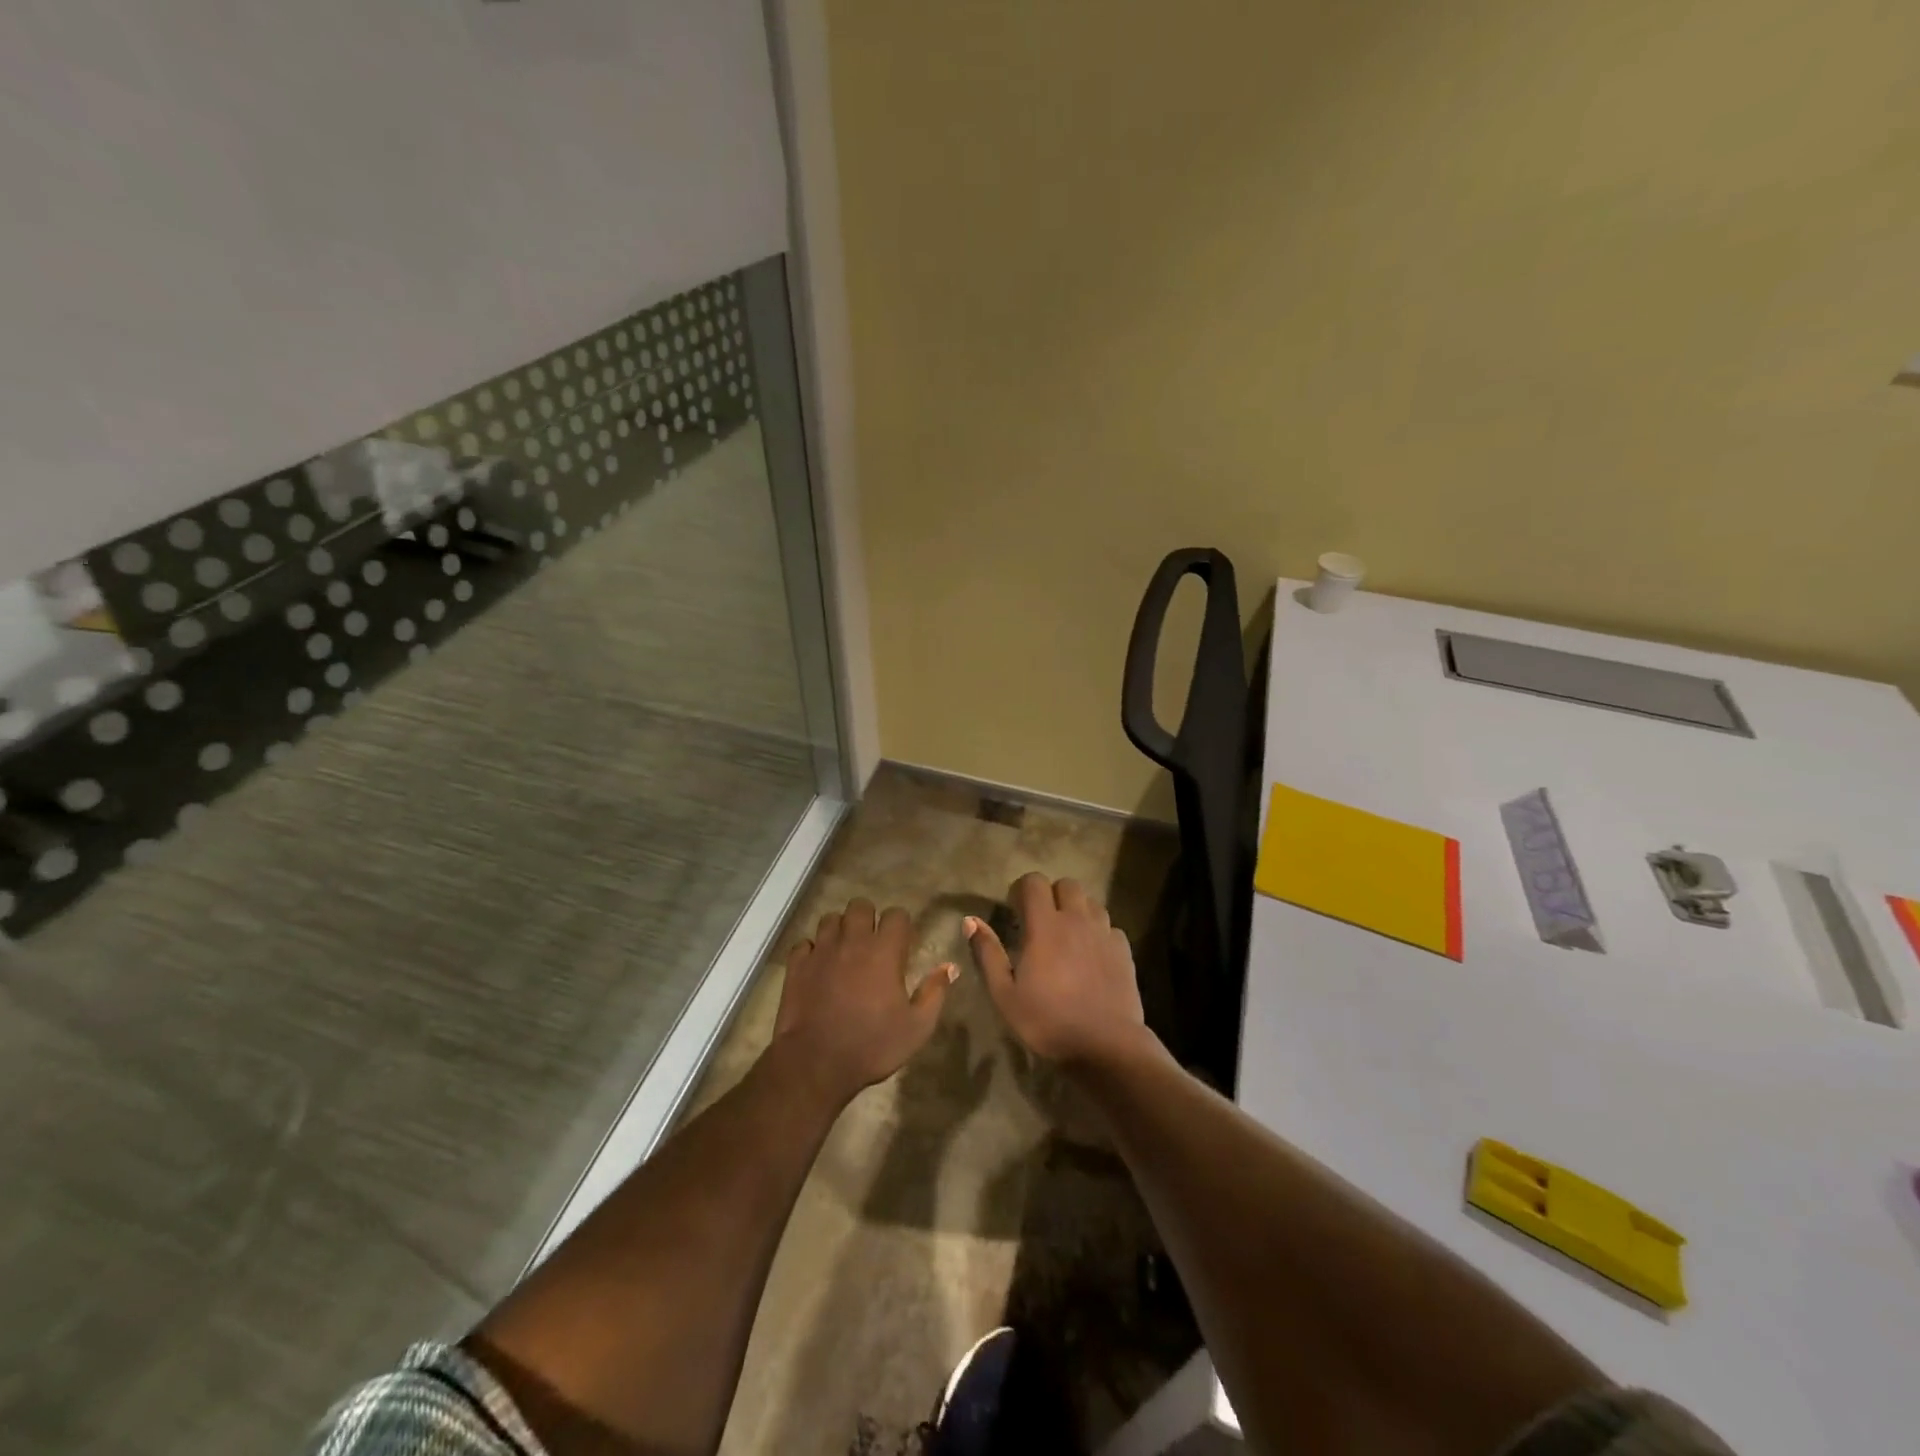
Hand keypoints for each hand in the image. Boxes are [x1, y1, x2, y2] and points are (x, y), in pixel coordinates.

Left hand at [772, 898, 954, 1104]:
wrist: (816, 1063)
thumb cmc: (872, 1045)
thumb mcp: (917, 1027)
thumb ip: (934, 993)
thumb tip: (950, 967)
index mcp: (884, 951)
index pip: (896, 915)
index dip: (901, 925)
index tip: (902, 943)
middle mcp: (852, 941)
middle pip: (860, 906)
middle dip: (868, 918)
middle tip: (872, 943)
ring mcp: (821, 951)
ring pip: (830, 919)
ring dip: (840, 930)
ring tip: (845, 952)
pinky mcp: (797, 965)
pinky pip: (804, 944)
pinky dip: (812, 951)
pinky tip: (818, 967)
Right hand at [966, 873, 1156, 1070]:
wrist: (1106, 1046)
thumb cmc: (1048, 1021)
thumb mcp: (1005, 994)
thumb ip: (988, 953)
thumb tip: (970, 920)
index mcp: (1046, 925)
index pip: (1034, 882)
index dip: (1022, 889)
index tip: (1015, 910)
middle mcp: (1077, 920)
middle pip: (1067, 884)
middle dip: (1052, 894)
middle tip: (1041, 921)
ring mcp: (1104, 933)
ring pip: (1091, 902)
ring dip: (1077, 911)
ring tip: (1067, 936)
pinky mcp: (1124, 951)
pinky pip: (1109, 928)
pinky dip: (1098, 933)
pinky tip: (1091, 956)